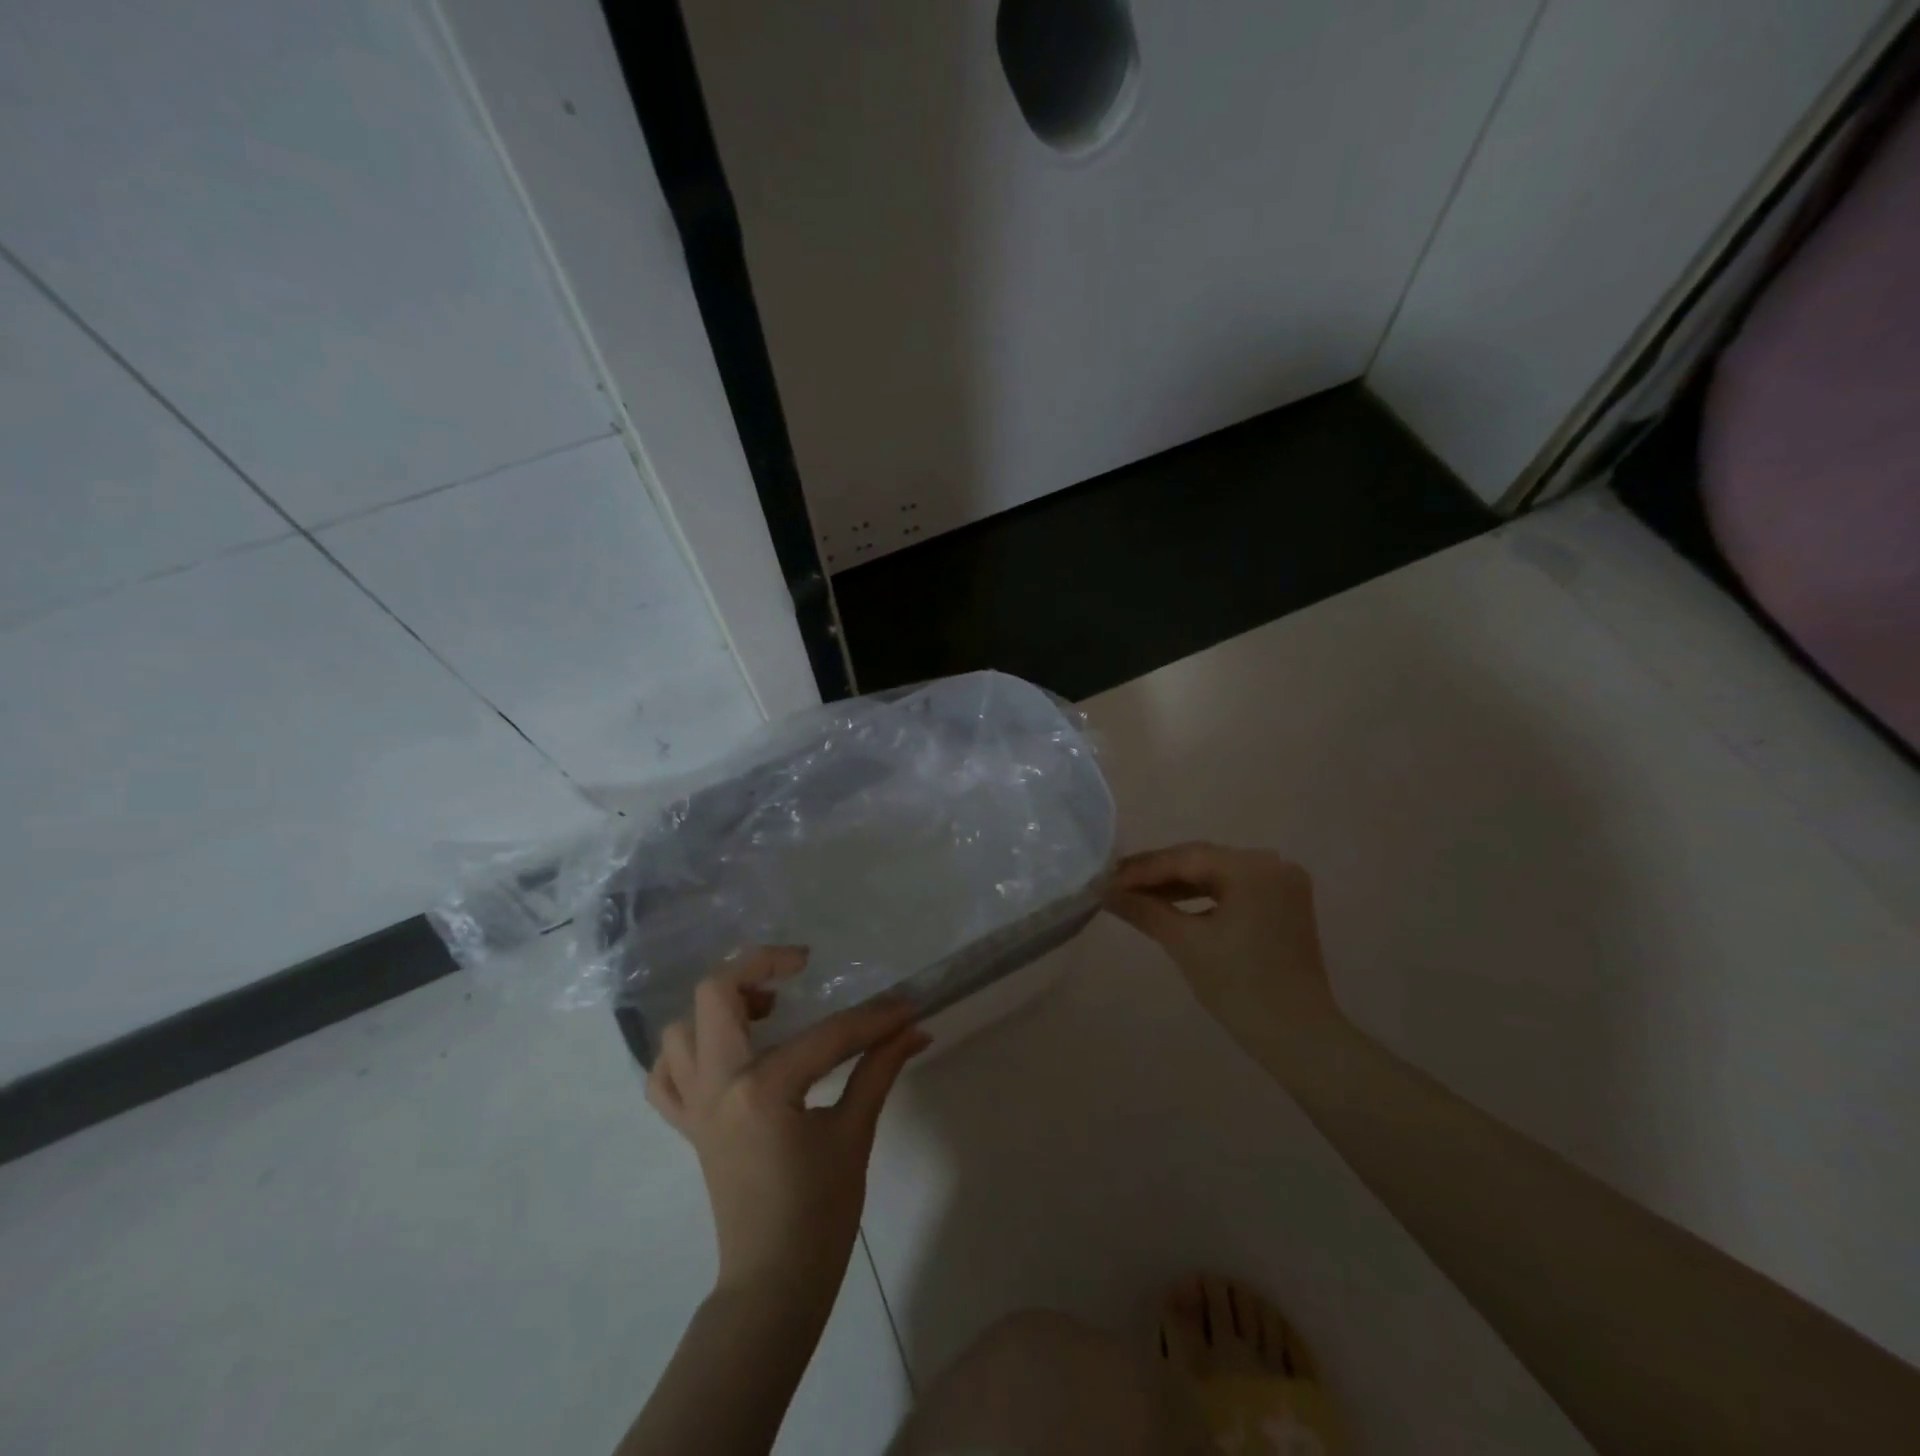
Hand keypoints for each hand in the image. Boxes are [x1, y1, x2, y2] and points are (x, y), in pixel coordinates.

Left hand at [645, 947, 929, 1304]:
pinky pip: (665, 1077)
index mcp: (763, 1090)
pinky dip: (687, 1053)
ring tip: (767, 1009)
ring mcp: (695, 1105)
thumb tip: (914, 1028)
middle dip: (760, 964)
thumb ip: (880, 1070)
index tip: (905, 1007)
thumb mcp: (855, 1135)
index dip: (874, 1019)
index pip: (827, 1035)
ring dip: (720, 1007)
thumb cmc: (819, 1213)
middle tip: (801, 965)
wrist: (773, 1283)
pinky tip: (727, 1051)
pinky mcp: (688, 1124)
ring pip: (681, 1028)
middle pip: (716, 994)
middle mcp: (717, 1085)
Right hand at [1105, 843, 1347, 1065]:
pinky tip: (1173, 905)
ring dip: (1177, 885)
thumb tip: (1105, 891)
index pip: (1184, 858)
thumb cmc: (1239, 987)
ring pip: (1216, 874)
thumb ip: (1144, 909)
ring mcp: (1282, 884)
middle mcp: (1272, 864)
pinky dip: (1203, 897)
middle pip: (1201, 861)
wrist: (1298, 1037)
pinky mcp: (1284, 904)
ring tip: (1137, 896)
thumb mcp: (1185, 943)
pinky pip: (1233, 889)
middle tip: (1116, 885)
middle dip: (1157, 874)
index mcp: (1252, 868)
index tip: (1105, 880)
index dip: (1141, 869)